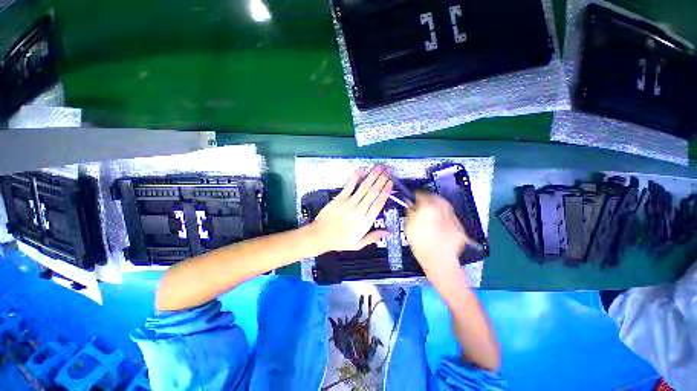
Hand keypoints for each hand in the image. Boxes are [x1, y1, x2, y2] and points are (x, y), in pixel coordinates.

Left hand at [311, 166, 393, 253]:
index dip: (386, 192)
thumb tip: (388, 233)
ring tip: (379, 167)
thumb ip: (373, 237)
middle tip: (388, 170)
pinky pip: (349, 186)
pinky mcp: (339, 198)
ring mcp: (349, 203)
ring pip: (364, 187)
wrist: (320, 236)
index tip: (391, 183)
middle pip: (373, 193)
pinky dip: (355, 177)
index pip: (378, 204)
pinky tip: (362, 170)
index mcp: (365, 221)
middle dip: (382, 180)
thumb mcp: (358, 244)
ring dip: (372, 176)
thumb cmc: (340, 241)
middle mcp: (359, 210)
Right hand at [406, 192, 467, 275]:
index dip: (415, 195)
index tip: (412, 198)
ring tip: (432, 213)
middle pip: (435, 197)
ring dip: (437, 206)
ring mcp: (453, 217)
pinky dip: (445, 217)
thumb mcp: (409, 227)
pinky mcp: (460, 226)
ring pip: (444, 205)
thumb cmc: (420, 243)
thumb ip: (410, 212)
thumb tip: (411, 205)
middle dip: (428, 198)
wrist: (439, 260)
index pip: (421, 194)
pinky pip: (450, 216)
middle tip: (422, 204)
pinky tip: (441, 225)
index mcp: (428, 207)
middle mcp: (443, 208)